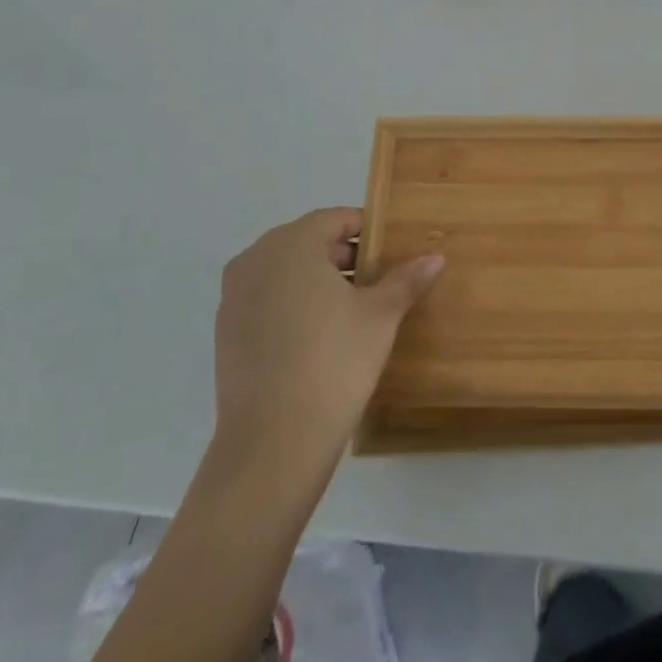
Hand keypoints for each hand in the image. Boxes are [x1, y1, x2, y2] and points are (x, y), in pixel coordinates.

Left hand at [209, 207, 441, 483]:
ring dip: (317, 282)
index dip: (366, 230)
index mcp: (291, 244)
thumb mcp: (381, 315)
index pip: (334, 220)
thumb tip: (435, 257)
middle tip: (377, 281)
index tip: (390, 251)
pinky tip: (319, 337)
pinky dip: (293, 306)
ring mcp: (234, 298)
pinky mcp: (225, 333)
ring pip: (285, 273)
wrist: (274, 441)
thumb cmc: (334, 361)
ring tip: (352, 311)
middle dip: (343, 257)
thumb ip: (406, 280)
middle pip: (307, 243)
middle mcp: (255, 260)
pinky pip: (266, 302)